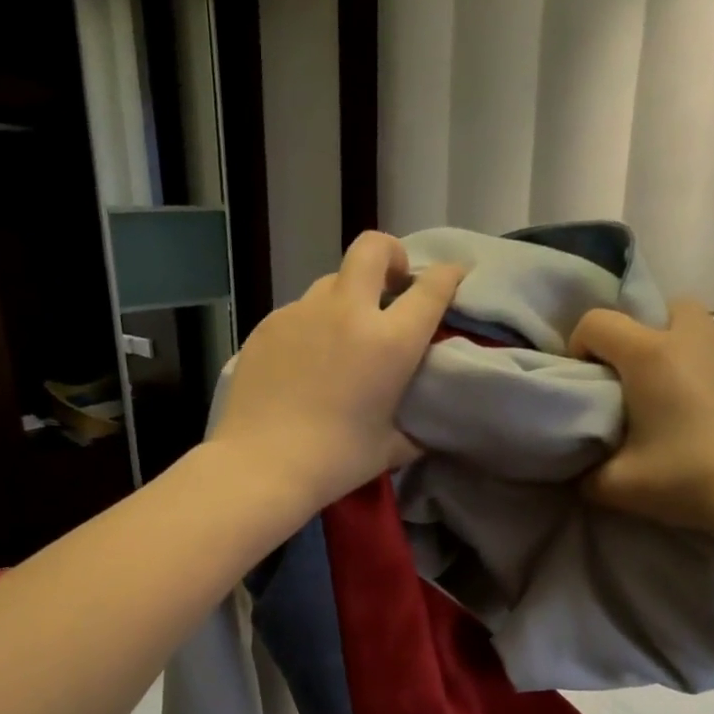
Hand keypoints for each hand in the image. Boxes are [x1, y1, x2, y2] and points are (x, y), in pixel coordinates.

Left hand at [211, 232, 466, 509]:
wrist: (261, 465)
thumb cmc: (335, 461)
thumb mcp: (389, 448)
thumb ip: (413, 429)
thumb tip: (422, 429)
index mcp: (389, 342)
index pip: (432, 287)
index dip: (448, 275)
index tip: (452, 277)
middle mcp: (349, 313)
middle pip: (373, 248)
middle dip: (391, 255)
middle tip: (392, 285)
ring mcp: (303, 313)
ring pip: (332, 281)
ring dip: (347, 297)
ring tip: (342, 335)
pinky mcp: (268, 325)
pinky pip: (299, 312)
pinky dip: (312, 326)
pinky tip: (303, 362)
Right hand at [569, 301, 713, 544]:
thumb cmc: (689, 480)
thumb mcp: (616, 487)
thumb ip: (586, 472)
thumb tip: (582, 470)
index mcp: (651, 355)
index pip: (597, 322)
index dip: (580, 345)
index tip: (586, 379)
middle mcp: (697, 337)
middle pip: (662, 311)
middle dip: (644, 337)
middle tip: (640, 384)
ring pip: (706, 331)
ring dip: (687, 353)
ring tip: (686, 399)